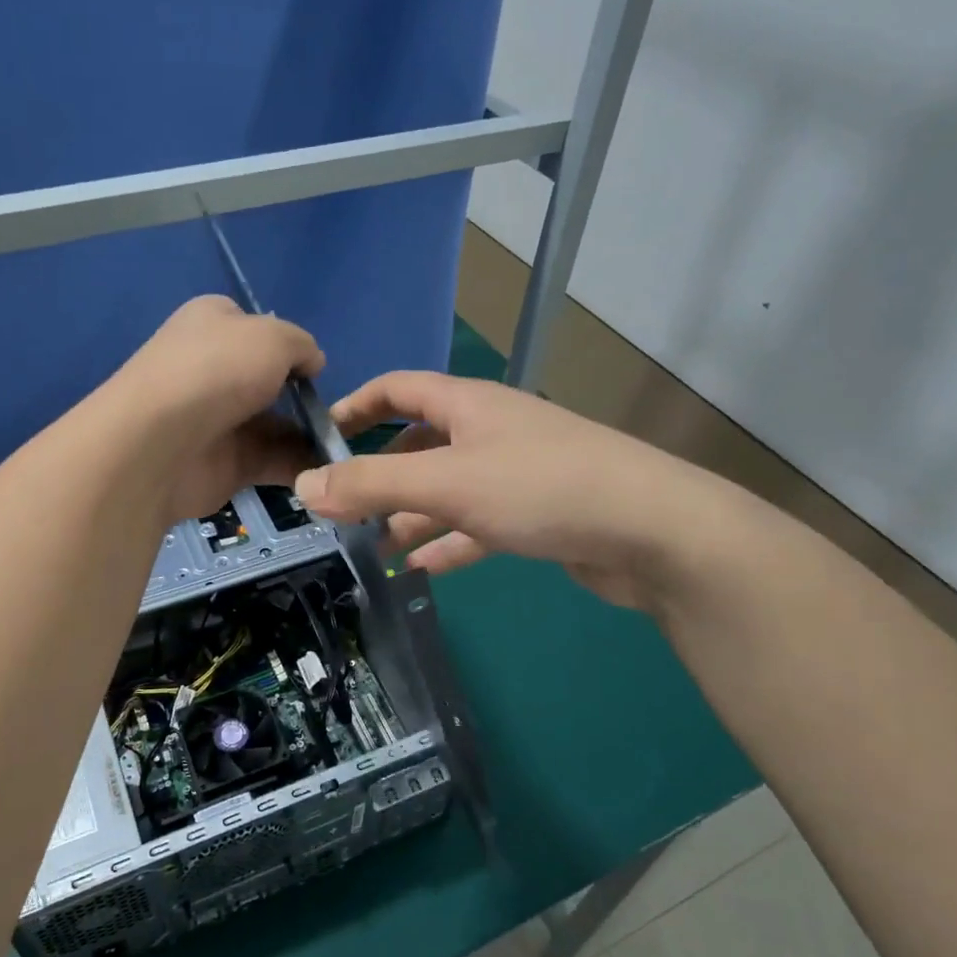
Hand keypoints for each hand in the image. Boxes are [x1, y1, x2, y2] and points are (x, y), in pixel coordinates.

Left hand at [105, 296, 325, 523]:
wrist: (160, 444)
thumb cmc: (217, 371)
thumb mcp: (273, 337)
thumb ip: (302, 345)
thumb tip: (312, 362)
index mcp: (212, 324)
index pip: (253, 326)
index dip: (286, 344)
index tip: (311, 366)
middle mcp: (211, 368)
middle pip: (268, 380)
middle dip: (303, 396)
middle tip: (336, 412)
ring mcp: (216, 419)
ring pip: (274, 424)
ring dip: (309, 435)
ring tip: (340, 446)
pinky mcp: (223, 463)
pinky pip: (270, 460)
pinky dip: (298, 465)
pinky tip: (325, 471)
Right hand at [292, 372, 735, 612]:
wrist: (652, 532)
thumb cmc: (541, 488)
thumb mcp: (447, 482)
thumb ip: (373, 485)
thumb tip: (304, 485)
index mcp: (468, 405)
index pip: (397, 388)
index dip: (355, 407)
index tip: (320, 440)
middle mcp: (489, 432)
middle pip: (419, 444)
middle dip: (380, 476)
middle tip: (342, 512)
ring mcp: (515, 474)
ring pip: (446, 491)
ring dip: (410, 516)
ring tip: (373, 549)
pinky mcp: (536, 515)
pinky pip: (477, 525)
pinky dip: (448, 542)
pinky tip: (420, 568)